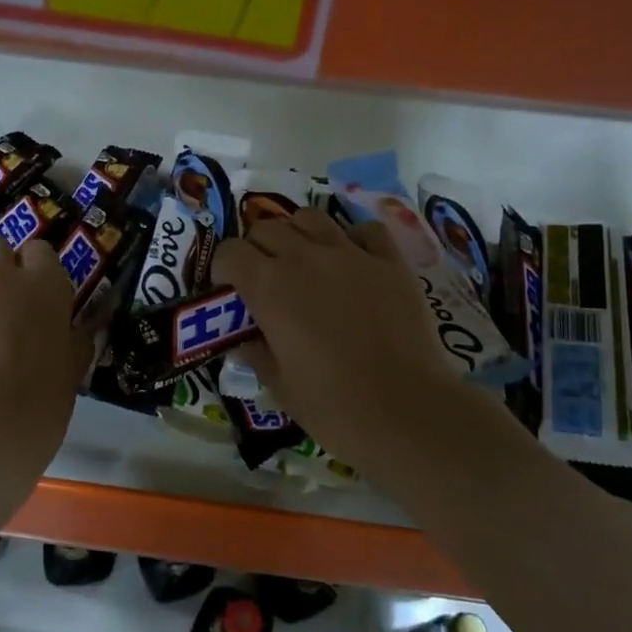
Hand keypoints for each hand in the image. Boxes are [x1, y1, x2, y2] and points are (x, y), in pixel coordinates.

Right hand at [212, 207, 465, 470]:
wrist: (408, 413)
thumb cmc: (334, 408)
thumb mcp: (280, 386)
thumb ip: (256, 354)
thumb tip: (243, 341)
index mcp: (269, 287)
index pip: (230, 252)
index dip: (223, 268)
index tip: (229, 290)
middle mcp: (305, 258)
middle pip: (267, 228)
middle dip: (257, 249)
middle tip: (265, 280)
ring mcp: (351, 254)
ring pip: (310, 218)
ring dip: (298, 234)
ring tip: (304, 262)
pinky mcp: (390, 262)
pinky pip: (365, 230)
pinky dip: (352, 238)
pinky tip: (352, 261)